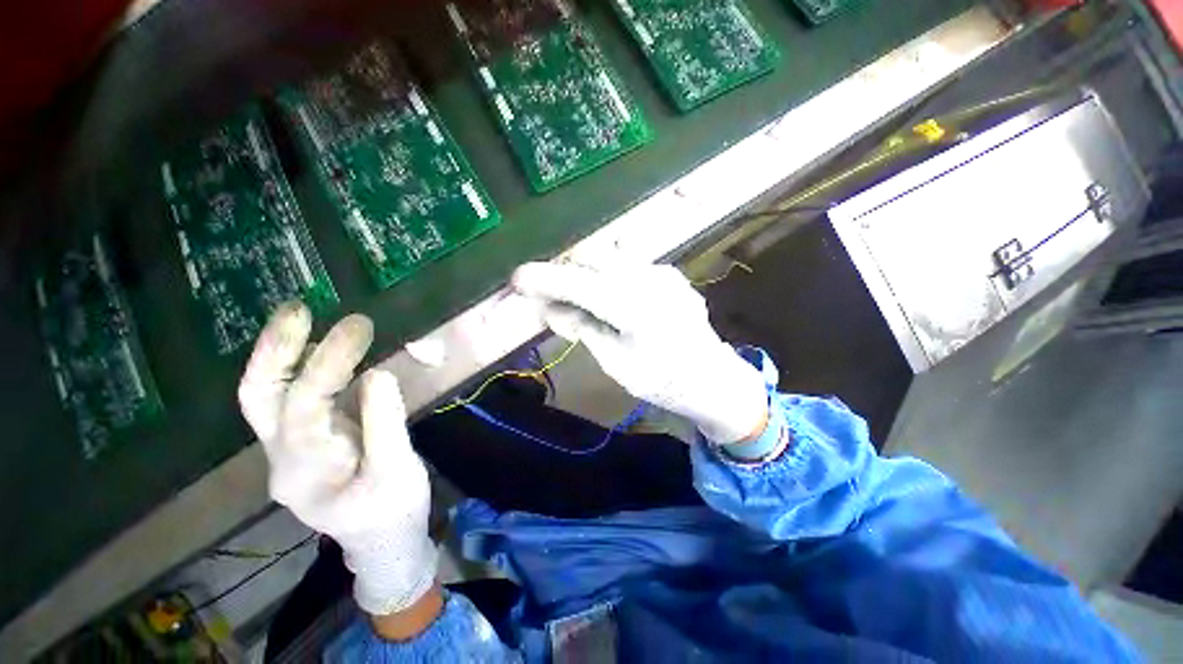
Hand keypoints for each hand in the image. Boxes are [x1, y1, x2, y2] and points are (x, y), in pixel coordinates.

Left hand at [237, 303, 437, 615]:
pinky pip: (292, 398)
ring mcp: (288, 450)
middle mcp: (282, 459)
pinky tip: (322, 349)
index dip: (330, 363)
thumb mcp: (398, 472)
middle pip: (260, 398)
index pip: (305, 407)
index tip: (360, 328)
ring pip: (267, 396)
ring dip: (282, 353)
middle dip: (274, 350)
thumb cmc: (393, 513)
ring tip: (305, 317)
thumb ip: (385, 424)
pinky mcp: (304, 442)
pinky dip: (303, 367)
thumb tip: (378, 374)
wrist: (381, 544)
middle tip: (298, 310)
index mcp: (306, 473)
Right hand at [512, 263, 768, 444]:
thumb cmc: (663, 381)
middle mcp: (650, 279)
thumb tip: (551, 310)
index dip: (546, 279)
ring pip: (610, 257)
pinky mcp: (670, 274)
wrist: (714, 380)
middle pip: (592, 258)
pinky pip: (628, 264)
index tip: (518, 279)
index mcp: (635, 307)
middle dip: (565, 272)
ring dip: (585, 272)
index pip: (579, 284)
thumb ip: (583, 329)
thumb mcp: (615, 363)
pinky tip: (609, 298)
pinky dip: (607, 275)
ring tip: (578, 298)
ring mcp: (663, 272)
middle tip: (551, 296)